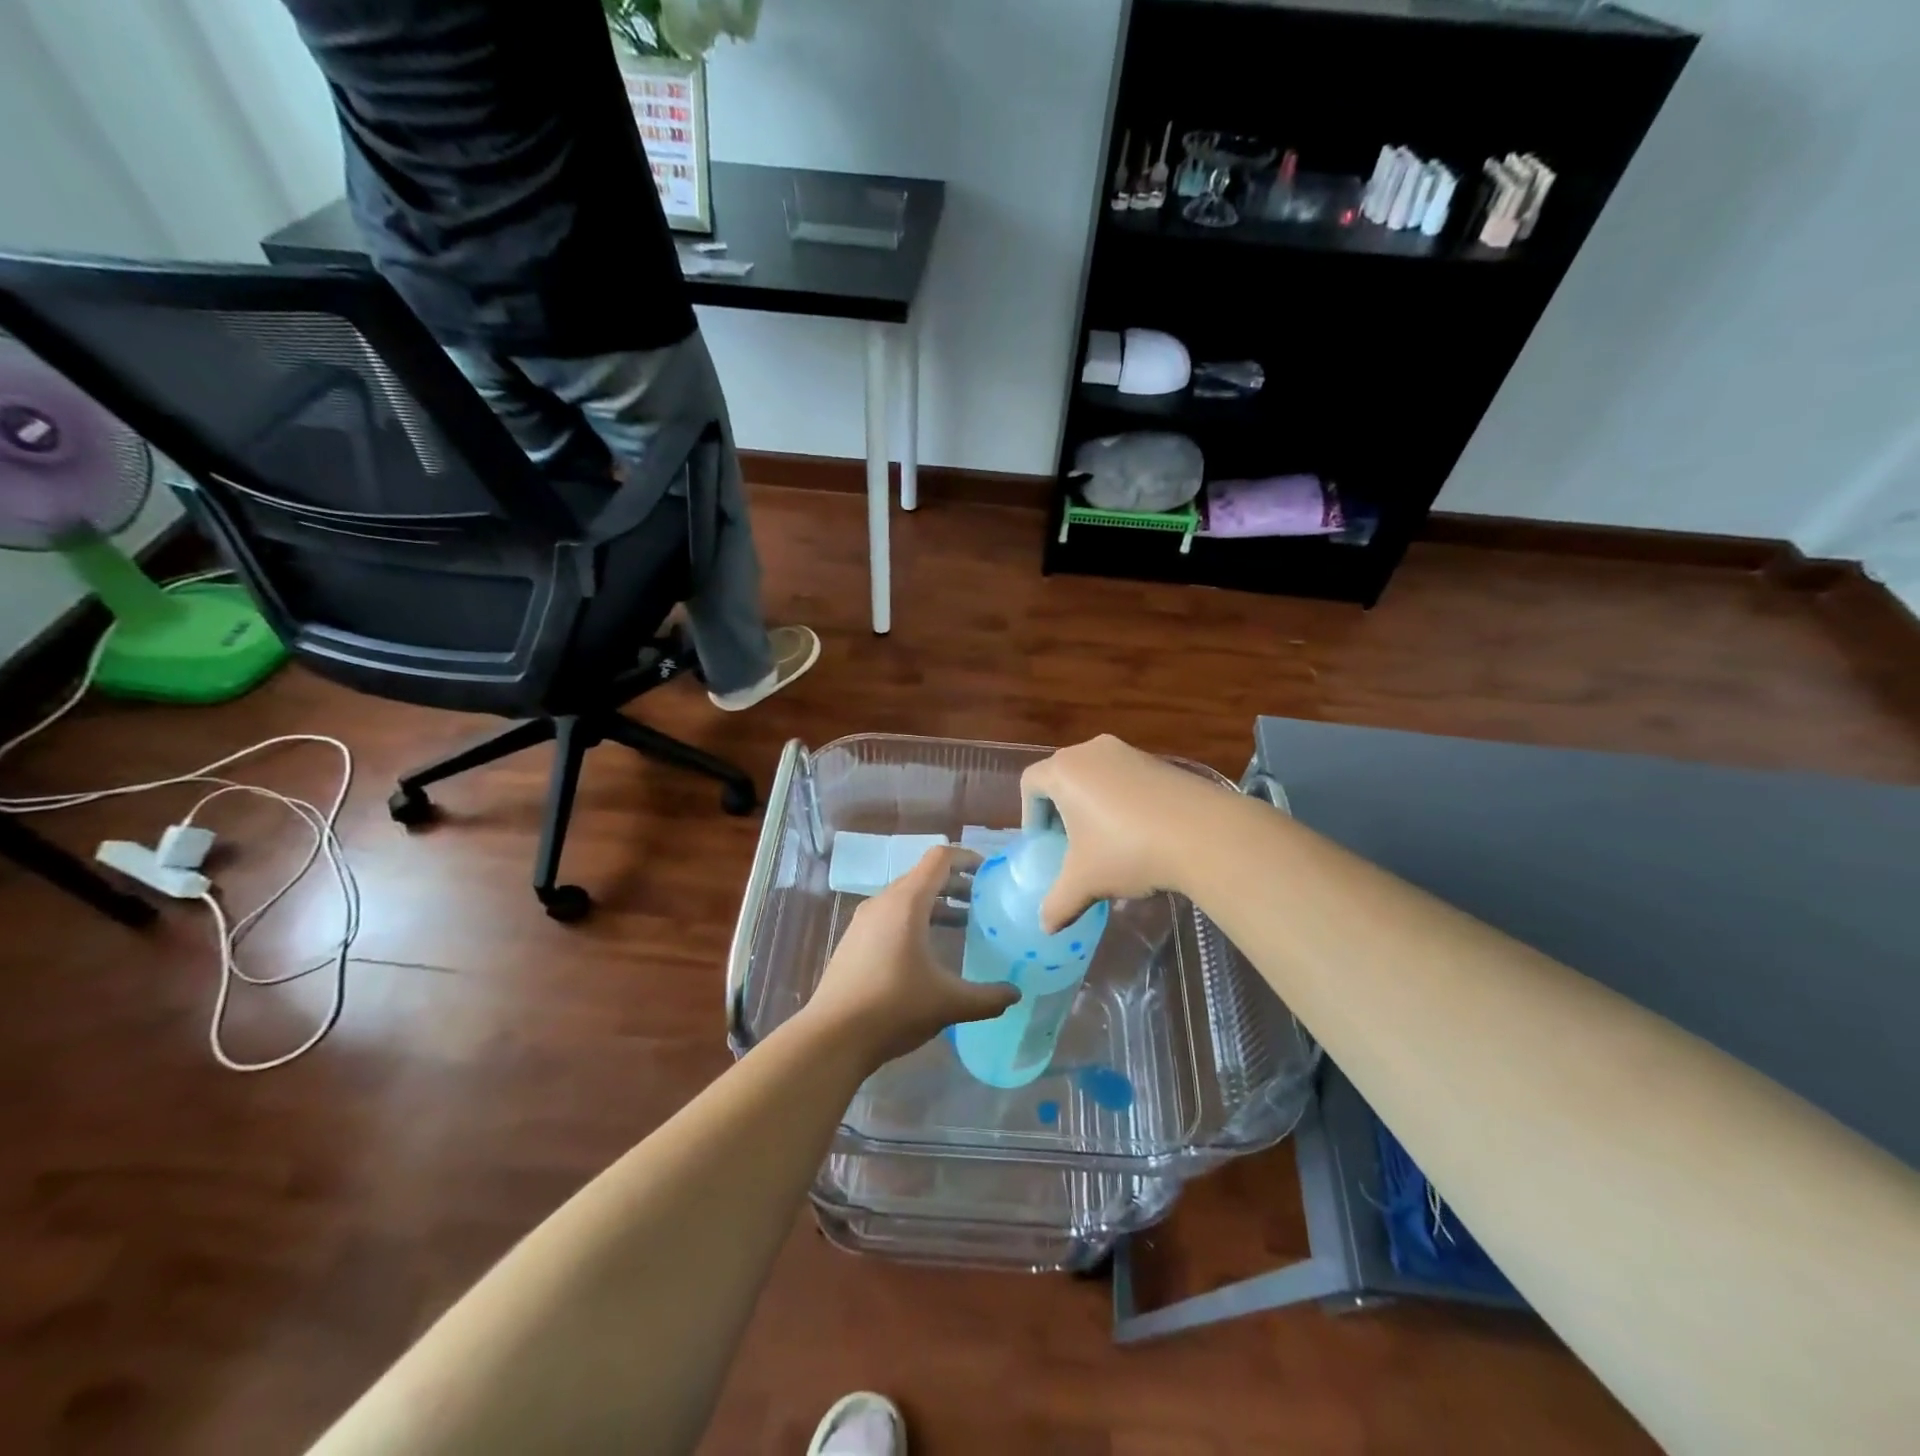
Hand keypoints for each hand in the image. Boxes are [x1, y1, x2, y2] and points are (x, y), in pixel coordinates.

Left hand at [805, 845, 1018, 1066]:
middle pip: (923, 877)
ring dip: (935, 905)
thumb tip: (1015, 993)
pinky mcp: (854, 942)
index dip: (967, 859)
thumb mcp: (949, 1003)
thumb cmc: (894, 1008)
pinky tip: (928, 951)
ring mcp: (864, 922)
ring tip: (963, 924)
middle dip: (955, 884)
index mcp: (906, 902)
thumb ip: (987, 997)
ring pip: (905, 898)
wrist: (831, 1037)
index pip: (939, 859)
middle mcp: (883, 902)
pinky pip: (891, 917)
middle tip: (983, 901)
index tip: (989, 872)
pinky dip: (915, 920)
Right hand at [1020, 734, 1236, 931]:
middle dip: (1061, 810)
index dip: (1029, 815)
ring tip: (1106, 842)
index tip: (1044, 844)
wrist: (1204, 834)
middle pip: (1063, 776)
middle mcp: (1092, 751)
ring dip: (1093, 806)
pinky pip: (1127, 780)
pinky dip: (1123, 803)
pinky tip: (1140, 835)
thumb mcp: (1084, 883)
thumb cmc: (1127, 850)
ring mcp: (1129, 753)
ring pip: (1097, 777)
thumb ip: (1057, 903)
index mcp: (1064, 770)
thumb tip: (1045, 926)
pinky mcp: (1161, 762)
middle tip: (1070, 844)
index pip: (1030, 783)